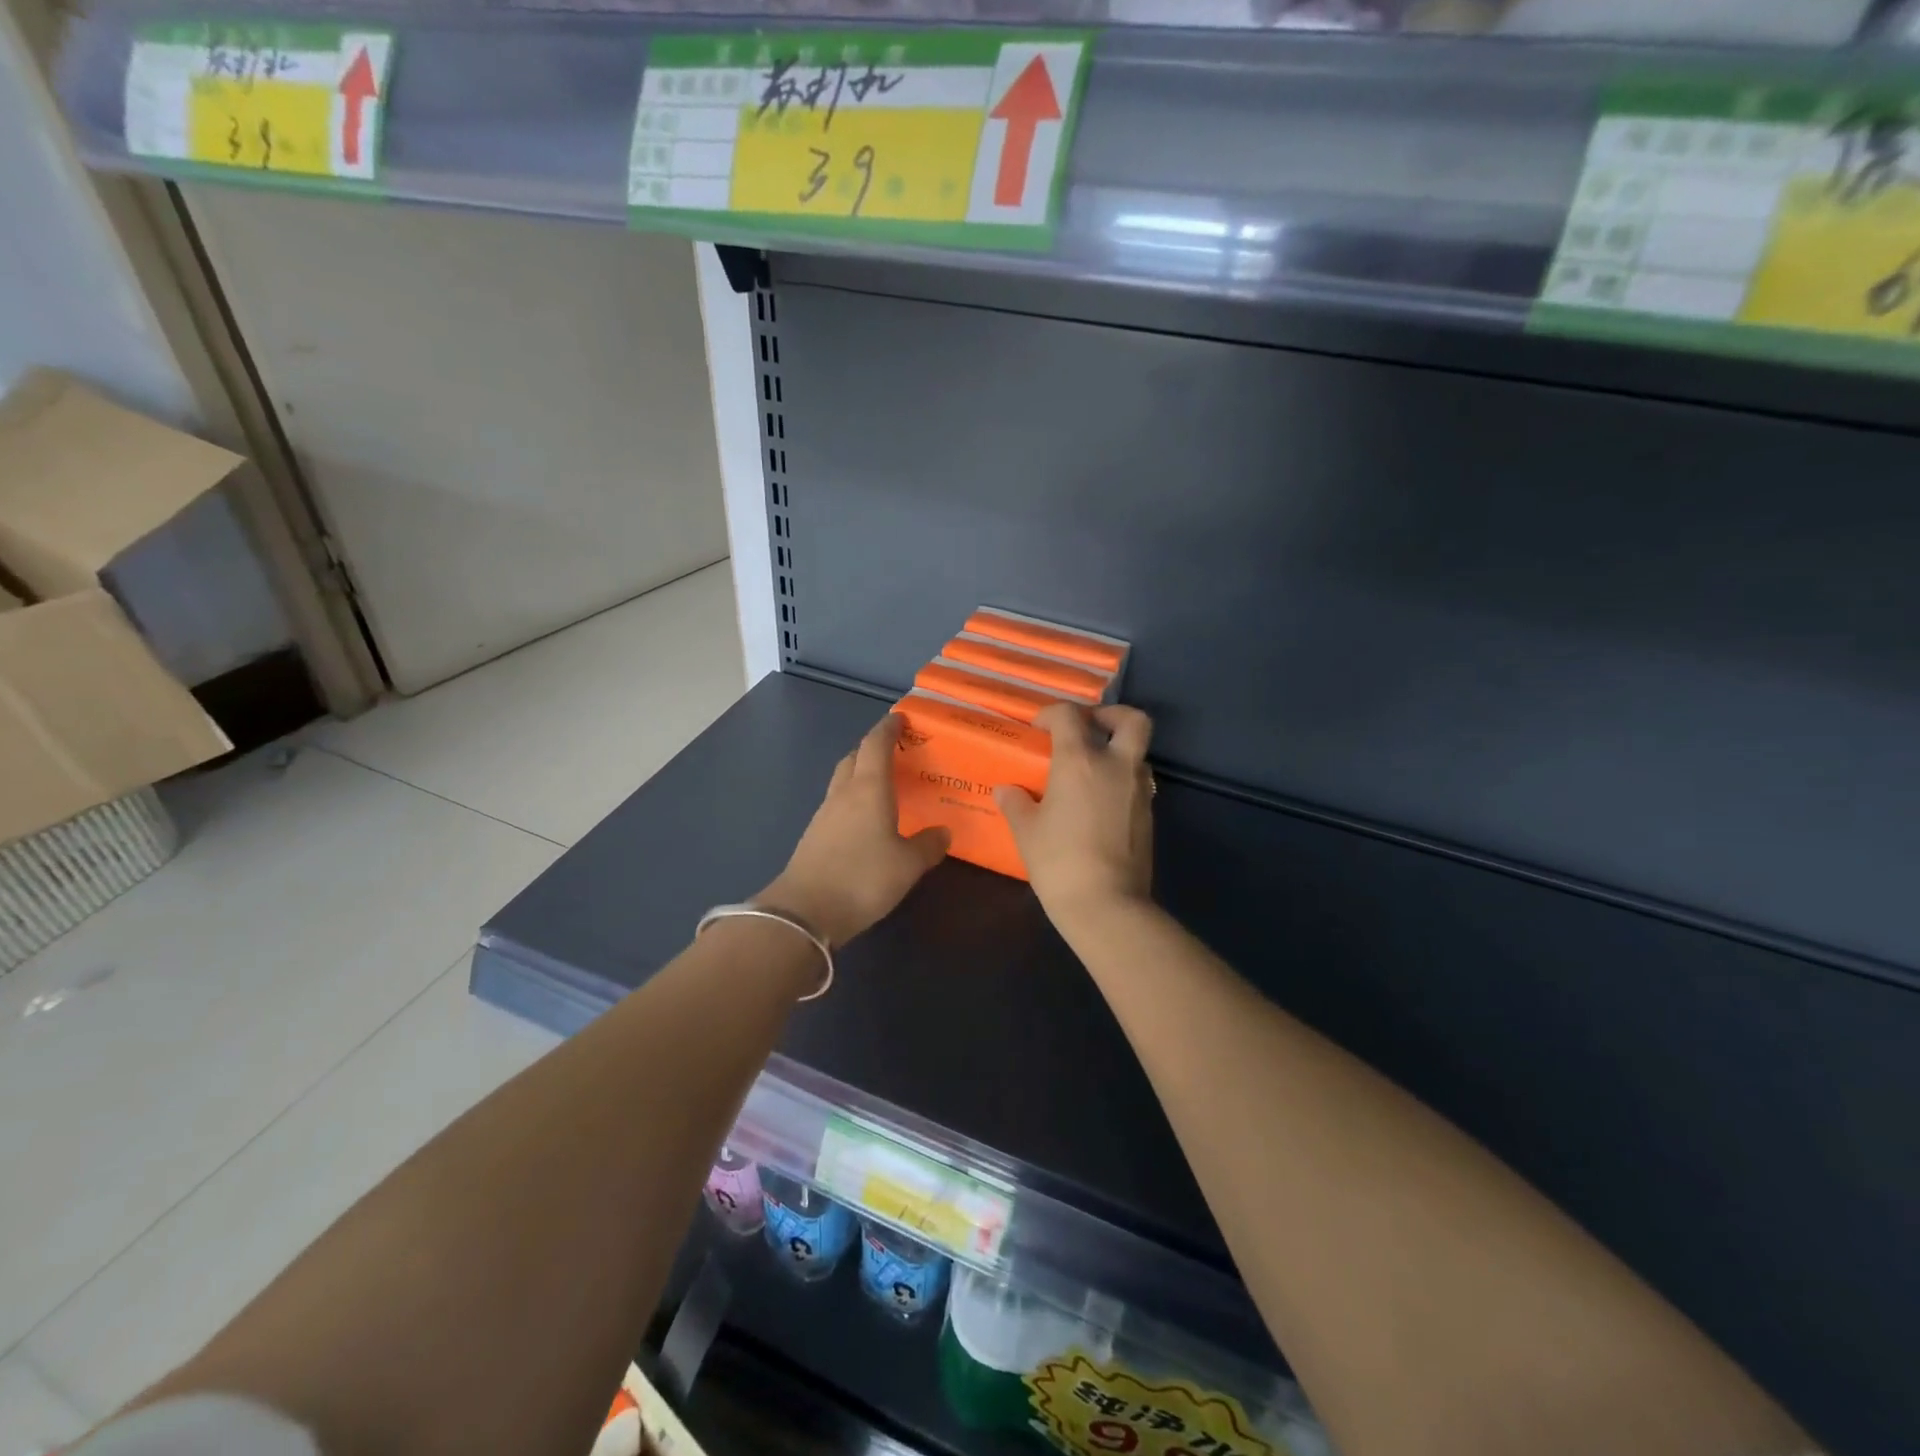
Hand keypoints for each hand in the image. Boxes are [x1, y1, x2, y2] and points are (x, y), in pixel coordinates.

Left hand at [760, 714, 950, 945]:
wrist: (805, 912)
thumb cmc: (863, 878)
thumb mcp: (908, 865)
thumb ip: (928, 845)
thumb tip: (943, 832)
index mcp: (868, 788)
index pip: (876, 745)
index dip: (888, 728)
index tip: (901, 719)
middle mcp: (844, 793)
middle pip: (854, 757)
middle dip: (872, 748)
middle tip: (895, 752)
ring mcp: (824, 814)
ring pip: (843, 780)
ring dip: (860, 773)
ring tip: (883, 784)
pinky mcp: (814, 836)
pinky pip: (837, 804)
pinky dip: (853, 799)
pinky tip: (866, 819)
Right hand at [996, 704, 1154, 926]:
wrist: (1107, 904)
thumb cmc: (1059, 862)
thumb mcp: (1026, 831)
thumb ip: (1015, 803)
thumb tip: (1007, 790)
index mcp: (1080, 761)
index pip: (1069, 716)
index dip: (1052, 714)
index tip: (1038, 729)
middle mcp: (1116, 766)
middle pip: (1132, 720)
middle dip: (1111, 715)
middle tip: (1089, 728)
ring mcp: (1139, 790)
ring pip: (1138, 752)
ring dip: (1118, 751)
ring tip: (1091, 770)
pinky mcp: (1149, 815)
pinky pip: (1138, 783)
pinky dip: (1121, 781)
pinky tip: (1099, 803)